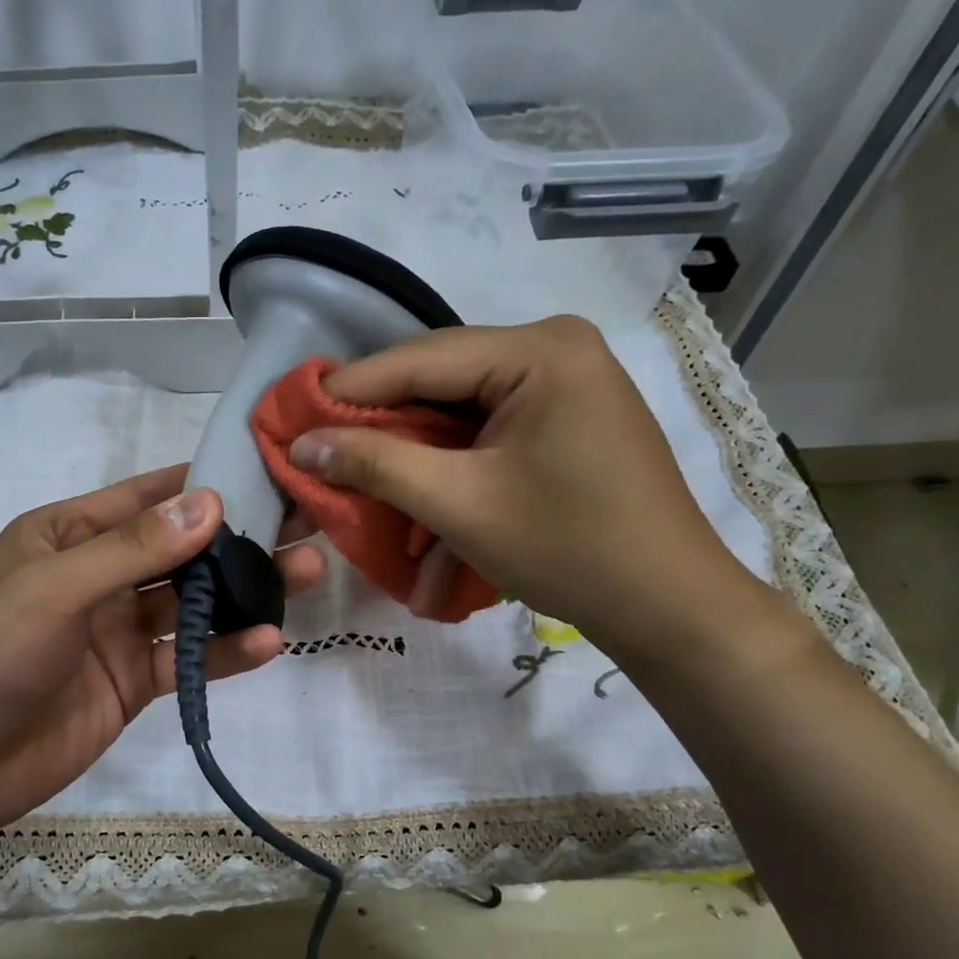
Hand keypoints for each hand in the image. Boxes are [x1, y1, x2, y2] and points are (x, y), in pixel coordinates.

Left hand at [0, 465, 324, 854]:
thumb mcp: (57, 587)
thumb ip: (135, 548)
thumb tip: (213, 503)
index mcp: (67, 534)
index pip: (146, 497)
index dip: (204, 483)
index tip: (267, 470)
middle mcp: (97, 574)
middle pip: (181, 549)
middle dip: (240, 537)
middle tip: (306, 522)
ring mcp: (118, 630)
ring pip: (193, 602)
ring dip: (246, 591)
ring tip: (309, 572)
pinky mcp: (133, 679)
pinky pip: (188, 656)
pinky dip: (226, 650)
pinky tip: (271, 641)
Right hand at [287, 316, 766, 664]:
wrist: (669, 607)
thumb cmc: (567, 548)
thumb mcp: (459, 505)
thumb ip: (376, 464)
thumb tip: (301, 444)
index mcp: (538, 351)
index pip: (417, 360)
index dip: (347, 392)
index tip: (289, 420)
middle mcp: (554, 351)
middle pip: (437, 387)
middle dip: (382, 437)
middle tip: (321, 461)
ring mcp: (564, 387)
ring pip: (458, 419)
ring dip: (416, 470)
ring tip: (368, 507)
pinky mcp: (564, 423)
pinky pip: (487, 441)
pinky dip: (454, 481)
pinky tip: (428, 536)